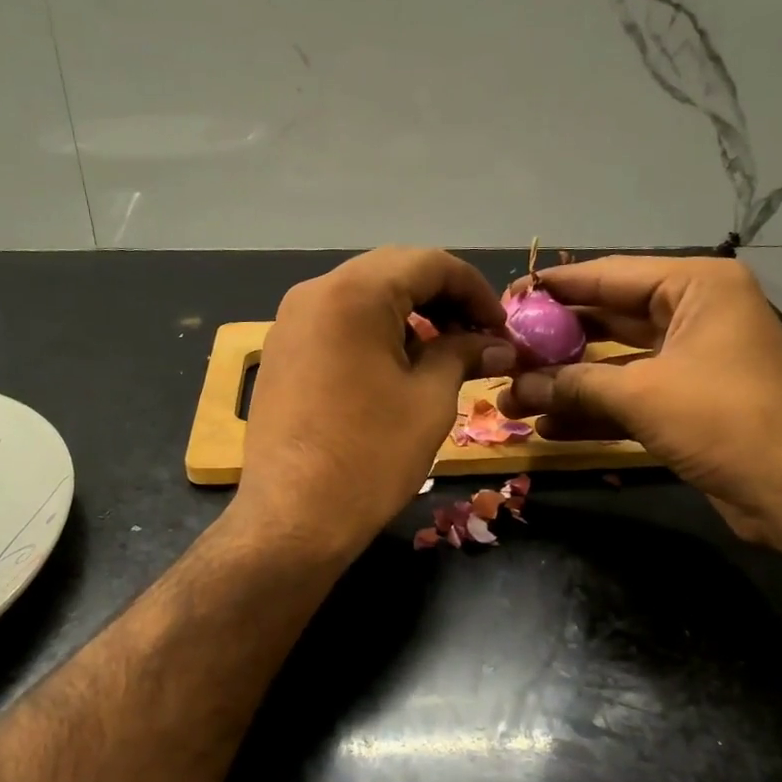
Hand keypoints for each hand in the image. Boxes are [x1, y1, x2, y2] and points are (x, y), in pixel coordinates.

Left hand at [233, 248, 513, 562]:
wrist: (293, 518)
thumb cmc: (370, 456)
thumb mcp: (429, 399)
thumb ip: (463, 355)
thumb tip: (496, 344)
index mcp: (353, 293)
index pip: (428, 263)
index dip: (474, 289)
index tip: (501, 327)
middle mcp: (314, 293)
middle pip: (392, 273)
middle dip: (442, 299)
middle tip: (476, 337)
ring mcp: (290, 323)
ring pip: (363, 297)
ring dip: (409, 315)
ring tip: (442, 354)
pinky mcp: (280, 353)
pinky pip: (337, 323)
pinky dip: (375, 333)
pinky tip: (397, 367)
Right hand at [497, 255, 781, 542]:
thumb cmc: (725, 418)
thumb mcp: (641, 394)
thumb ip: (574, 384)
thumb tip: (514, 387)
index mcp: (695, 287)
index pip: (609, 276)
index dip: (555, 288)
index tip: (508, 299)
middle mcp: (694, 315)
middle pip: (609, 320)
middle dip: (557, 344)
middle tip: (505, 354)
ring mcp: (692, 362)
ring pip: (616, 364)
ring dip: (568, 384)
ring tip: (513, 400)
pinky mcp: (689, 404)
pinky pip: (631, 397)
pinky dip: (595, 410)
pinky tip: (549, 427)